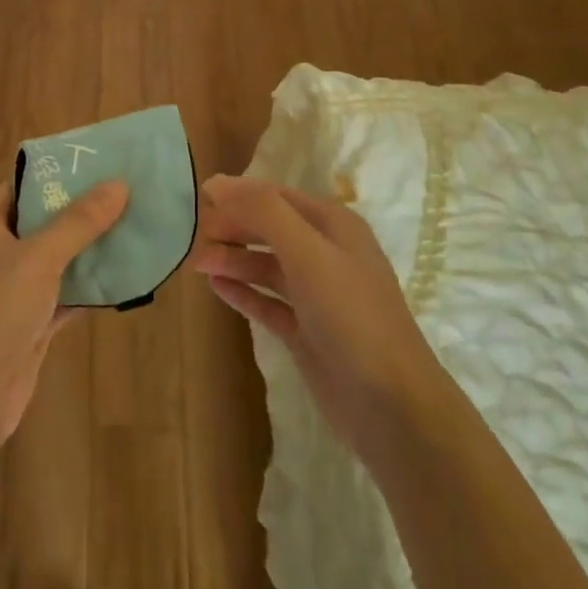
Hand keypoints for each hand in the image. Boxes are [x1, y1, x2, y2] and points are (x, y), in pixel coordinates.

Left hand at [0, 177, 128, 454]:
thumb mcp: (39, 258)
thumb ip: (79, 221)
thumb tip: (118, 183)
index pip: (22, 186)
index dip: (60, 176)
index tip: (103, 166)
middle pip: (40, 222)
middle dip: (82, 214)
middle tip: (128, 197)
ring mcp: (5, 290)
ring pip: (52, 261)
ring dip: (87, 252)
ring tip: (134, 230)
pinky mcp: (22, 323)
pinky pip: (59, 295)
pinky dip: (85, 288)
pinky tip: (123, 278)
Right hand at [193, 175, 440, 468]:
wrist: (392, 406)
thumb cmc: (351, 316)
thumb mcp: (307, 253)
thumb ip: (263, 212)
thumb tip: (216, 182)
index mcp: (334, 226)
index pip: (278, 197)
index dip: (240, 195)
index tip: (200, 198)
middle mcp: (327, 255)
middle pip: (271, 230)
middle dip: (234, 227)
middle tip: (195, 234)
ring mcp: (317, 296)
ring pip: (267, 266)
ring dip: (234, 260)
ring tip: (197, 262)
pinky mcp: (307, 332)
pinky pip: (267, 302)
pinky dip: (243, 292)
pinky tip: (215, 287)